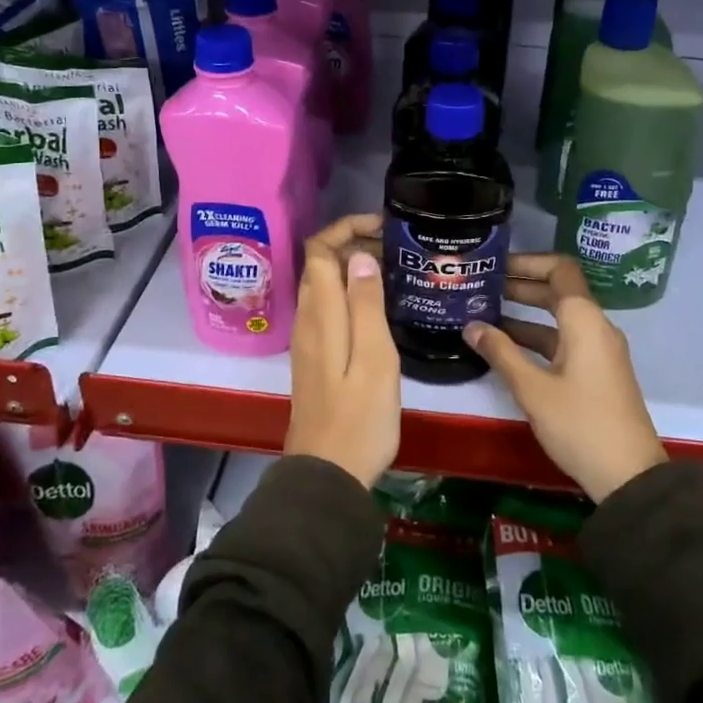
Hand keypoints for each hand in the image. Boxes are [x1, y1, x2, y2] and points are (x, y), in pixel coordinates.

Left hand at [286, 213, 397, 488]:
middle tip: (396, 248)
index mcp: (321, 314)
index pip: (319, 249)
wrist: (328, 476)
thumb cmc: (359, 418)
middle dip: (352, 243)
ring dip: (351, 268)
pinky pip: (328, 308)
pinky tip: (377, 307)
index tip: (383, 227)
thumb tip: (358, 256)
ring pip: (323, 286)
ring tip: (393, 271)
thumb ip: (365, 305)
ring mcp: (308, 340)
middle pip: (319, 264)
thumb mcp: (374, 358)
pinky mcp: (315, 358)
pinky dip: (349, 293)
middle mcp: (307, 320)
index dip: (346, 227)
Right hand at [462, 254, 666, 502]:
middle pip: (558, 291)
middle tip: (482, 287)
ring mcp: (599, 350)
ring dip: (526, 313)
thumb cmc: (580, 425)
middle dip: (521, 286)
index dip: (528, 262)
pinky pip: (565, 340)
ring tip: (486, 314)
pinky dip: (537, 337)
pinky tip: (507, 348)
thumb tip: (470, 326)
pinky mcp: (597, 371)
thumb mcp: (533, 390)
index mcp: (585, 321)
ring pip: (560, 318)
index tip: (496, 266)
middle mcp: (596, 327)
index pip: (560, 269)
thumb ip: (501, 353)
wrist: (629, 476)